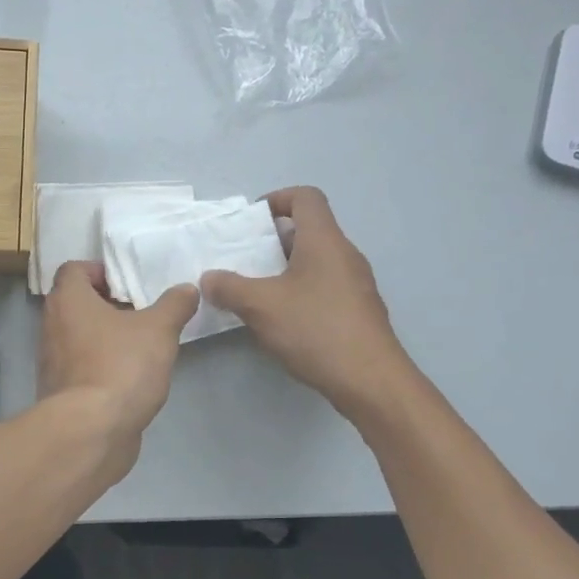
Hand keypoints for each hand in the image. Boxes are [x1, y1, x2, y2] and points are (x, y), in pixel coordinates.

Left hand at [39, 261, 198, 461]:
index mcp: (68, 300)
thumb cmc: (121, 367)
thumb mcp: (159, 330)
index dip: (99, 271)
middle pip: (74, 303)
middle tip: (139, 312)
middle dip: (106, 304)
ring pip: (77, 336)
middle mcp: (51, 325)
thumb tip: (187, 289)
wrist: (91, 431)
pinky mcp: (59, 391)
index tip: (128, 284)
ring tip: (139, 344)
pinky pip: (80, 367)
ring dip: (103, 336)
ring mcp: (51, 361)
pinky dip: (99, 365)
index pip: (73, 269)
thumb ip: (174, 305)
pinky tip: (129, 377)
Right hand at [201, 186, 406, 412]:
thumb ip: (229, 287)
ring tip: (257, 291)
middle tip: (245, 260)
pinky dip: (301, 291)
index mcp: (324, 241)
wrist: (370, 380)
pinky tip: (282, 319)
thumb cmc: (315, 330)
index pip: (306, 197)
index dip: (277, 199)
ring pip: (317, 261)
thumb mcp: (261, 306)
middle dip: (274, 240)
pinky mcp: (358, 311)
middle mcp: (345, 255)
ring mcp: (356, 284)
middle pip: (310, 230)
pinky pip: (325, 286)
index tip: (251, 222)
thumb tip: (208, 278)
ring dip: (286, 268)